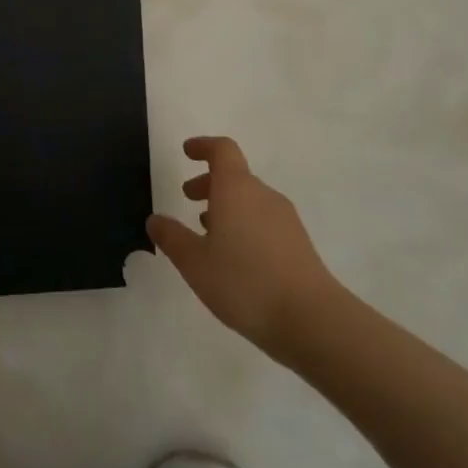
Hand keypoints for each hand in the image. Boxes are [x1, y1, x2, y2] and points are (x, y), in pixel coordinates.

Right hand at [148, 136, 344, 360]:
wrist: (312, 320)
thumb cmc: (244, 282)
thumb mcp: (194, 262)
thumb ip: (172, 237)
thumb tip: (155, 219)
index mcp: (237, 189)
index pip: (222, 150)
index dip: (203, 146)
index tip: (187, 152)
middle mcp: (263, 196)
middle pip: (235, 175)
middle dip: (208, 182)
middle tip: (187, 198)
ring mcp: (285, 220)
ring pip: (250, 200)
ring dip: (225, 206)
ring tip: (206, 232)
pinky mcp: (298, 244)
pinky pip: (264, 221)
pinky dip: (243, 225)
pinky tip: (234, 257)